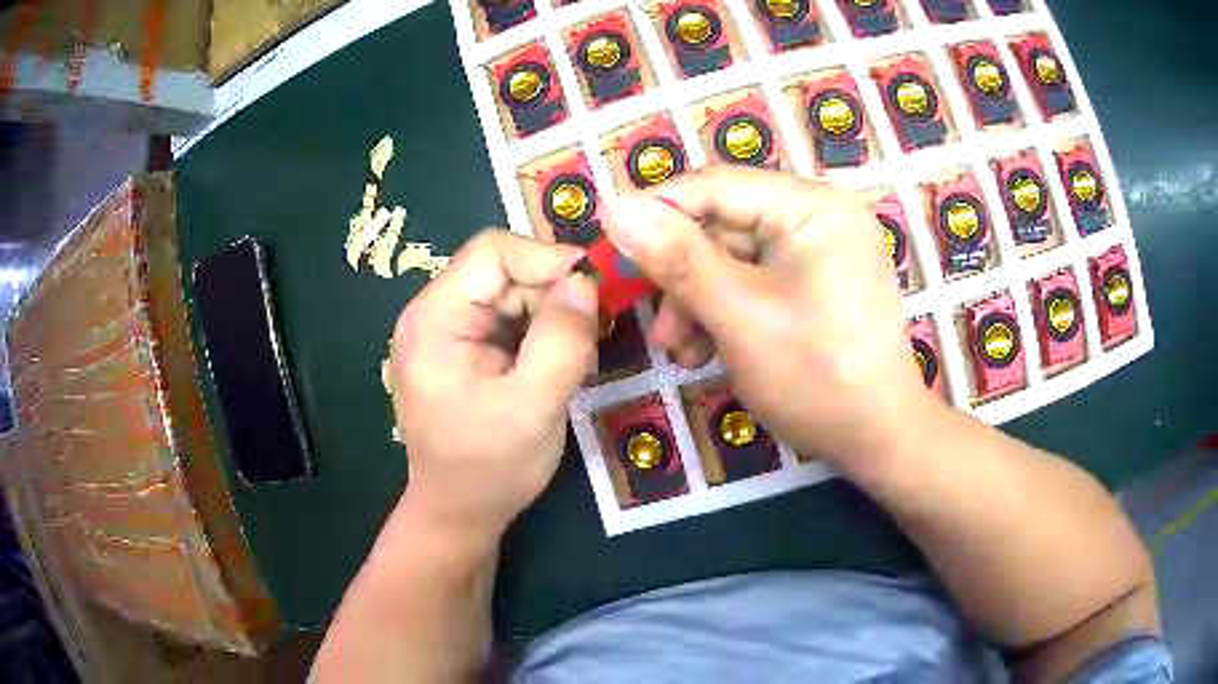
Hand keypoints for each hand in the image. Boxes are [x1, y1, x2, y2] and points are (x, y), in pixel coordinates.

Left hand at [389, 230, 596, 542]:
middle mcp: (435, 313)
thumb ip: (561, 341)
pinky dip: (542, 332)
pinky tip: (558, 364)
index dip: (547, 259)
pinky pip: (511, 318)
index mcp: (435, 319)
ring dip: (552, 316)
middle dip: (553, 294)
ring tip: (578, 357)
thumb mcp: (533, 408)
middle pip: (505, 270)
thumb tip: (586, 281)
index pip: (493, 251)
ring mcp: (449, 330)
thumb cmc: (488, 469)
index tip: (595, 290)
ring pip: (513, 293)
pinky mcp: (465, 348)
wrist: (459, 513)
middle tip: (593, 335)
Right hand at [603, 167, 931, 463]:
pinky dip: (728, 313)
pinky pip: (757, 283)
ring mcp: (822, 250)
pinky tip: (710, 352)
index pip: (716, 186)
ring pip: (735, 260)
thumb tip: (613, 206)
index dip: (657, 211)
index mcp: (811, 206)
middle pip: (724, 227)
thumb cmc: (815, 375)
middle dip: (684, 279)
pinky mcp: (819, 283)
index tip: (608, 244)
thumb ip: (676, 257)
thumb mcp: (738, 314)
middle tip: (659, 329)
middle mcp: (820, 215)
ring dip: (701, 303)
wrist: (878, 439)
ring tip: (683, 352)